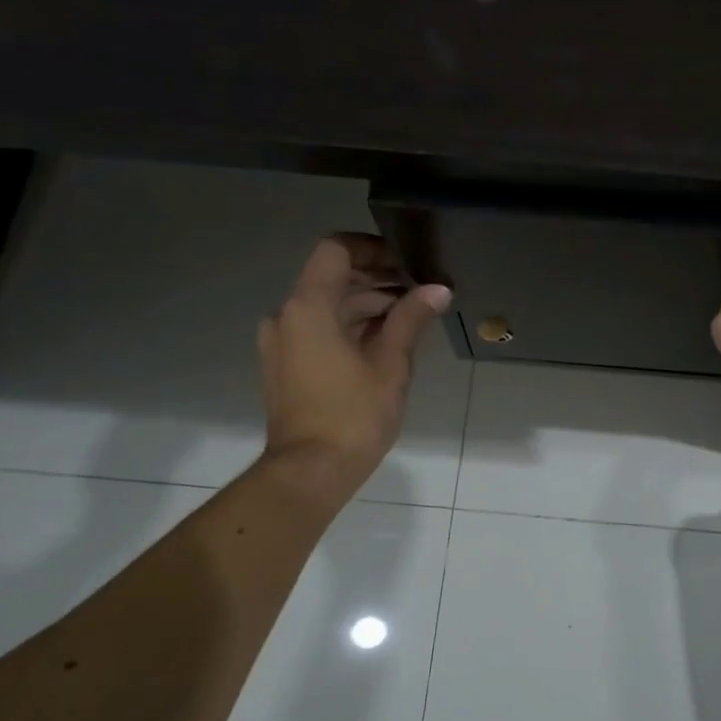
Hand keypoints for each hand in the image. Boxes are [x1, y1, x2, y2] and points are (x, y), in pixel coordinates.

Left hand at [255, 234, 451, 506]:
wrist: (310, 472)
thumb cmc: (353, 415)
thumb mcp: (391, 364)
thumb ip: (410, 319)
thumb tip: (438, 289)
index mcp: (308, 307)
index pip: (335, 250)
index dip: (372, 248)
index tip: (406, 262)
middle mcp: (286, 316)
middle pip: (331, 277)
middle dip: (376, 278)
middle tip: (419, 289)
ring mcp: (282, 342)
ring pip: (326, 305)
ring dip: (365, 304)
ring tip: (410, 314)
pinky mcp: (286, 365)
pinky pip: (318, 329)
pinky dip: (349, 326)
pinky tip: (386, 339)